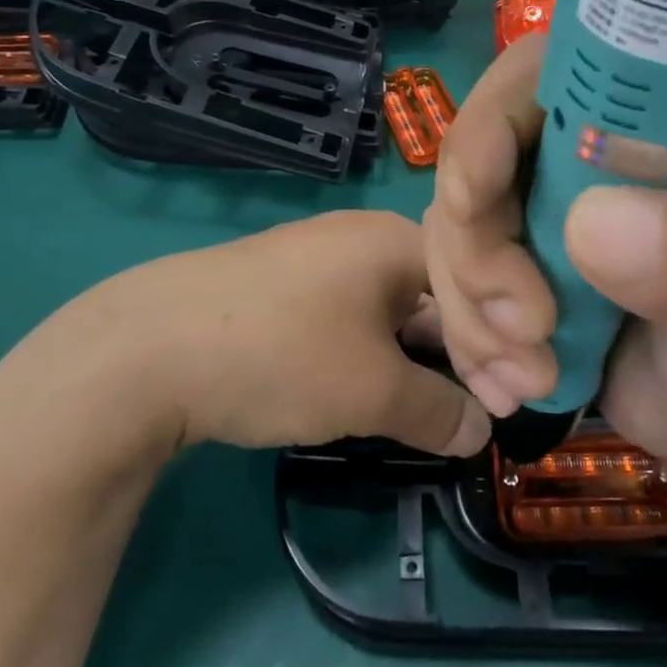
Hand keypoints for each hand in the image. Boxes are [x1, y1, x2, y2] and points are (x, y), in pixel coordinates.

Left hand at [31, 211, 490, 458]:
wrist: (147, 350)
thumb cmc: (283, 354)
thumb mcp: (373, 391)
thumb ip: (441, 411)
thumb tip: (483, 428)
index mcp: (395, 240)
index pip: (475, 286)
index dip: (502, 345)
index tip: (519, 401)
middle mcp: (361, 237)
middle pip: (436, 294)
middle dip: (464, 355)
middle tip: (483, 412)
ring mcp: (317, 259)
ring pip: (392, 309)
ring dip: (419, 359)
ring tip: (436, 411)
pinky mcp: (282, 287)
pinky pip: (351, 317)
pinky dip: (375, 354)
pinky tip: (375, 390)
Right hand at [424, 35, 666, 494]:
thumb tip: (592, 223)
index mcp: (648, 133)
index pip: (551, 74)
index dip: (496, 114)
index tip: (477, 194)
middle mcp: (583, 163)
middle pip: (478, 155)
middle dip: (479, 246)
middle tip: (527, 326)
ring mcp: (541, 221)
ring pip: (453, 226)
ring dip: (472, 308)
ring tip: (534, 376)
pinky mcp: (512, 278)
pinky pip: (450, 285)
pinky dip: (467, 341)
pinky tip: (512, 389)